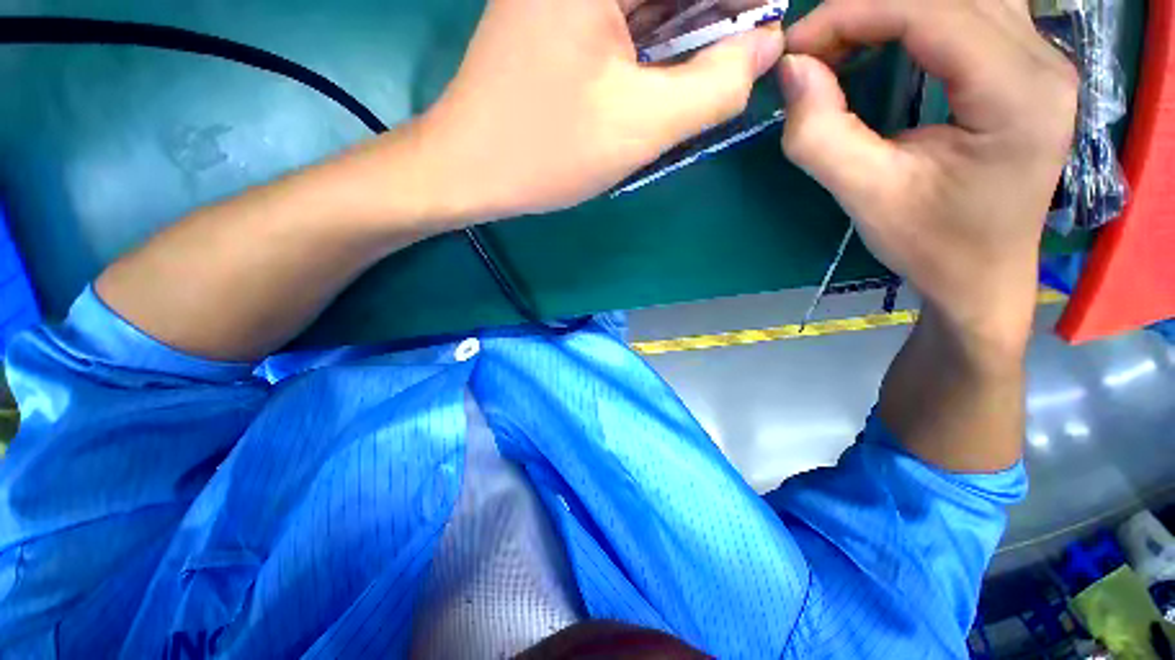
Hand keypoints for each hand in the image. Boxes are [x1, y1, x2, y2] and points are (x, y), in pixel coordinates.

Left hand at [416, 0, 783, 221]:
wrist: (470, 168)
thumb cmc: (546, 152)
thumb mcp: (639, 128)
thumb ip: (713, 88)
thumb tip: (765, 49)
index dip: (742, 0)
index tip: (764, 28)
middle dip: (716, 14)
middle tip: (745, 50)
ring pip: (649, 3)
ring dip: (687, 27)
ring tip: (713, 64)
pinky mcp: (554, 14)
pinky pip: (621, 16)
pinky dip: (653, 38)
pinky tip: (668, 67)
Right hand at [779, 0, 1077, 353]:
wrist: (983, 276)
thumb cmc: (931, 245)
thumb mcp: (866, 197)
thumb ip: (821, 135)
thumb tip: (792, 70)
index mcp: (1018, 95)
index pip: (930, 12)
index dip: (852, 15)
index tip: (795, 48)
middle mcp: (1045, 60)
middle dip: (868, 9)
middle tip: (814, 51)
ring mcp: (1044, 59)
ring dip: (892, 10)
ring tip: (842, 44)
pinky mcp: (1031, 67)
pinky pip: (971, 12)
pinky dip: (917, 17)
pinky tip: (884, 42)